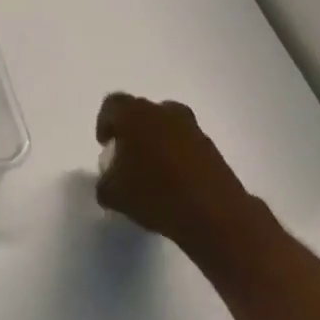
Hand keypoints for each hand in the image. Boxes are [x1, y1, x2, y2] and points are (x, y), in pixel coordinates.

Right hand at [95, 92, 268, 267]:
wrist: (214, 215)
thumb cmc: (155, 194)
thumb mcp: (113, 194)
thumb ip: (104, 182)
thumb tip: (109, 180)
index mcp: (133, 114)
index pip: (112, 104)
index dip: (104, 122)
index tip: (106, 144)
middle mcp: (162, 111)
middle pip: (140, 112)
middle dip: (132, 130)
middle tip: (128, 156)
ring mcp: (191, 128)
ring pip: (166, 125)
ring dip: (157, 141)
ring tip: (153, 170)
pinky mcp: (211, 147)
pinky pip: (186, 144)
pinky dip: (178, 155)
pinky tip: (175, 182)